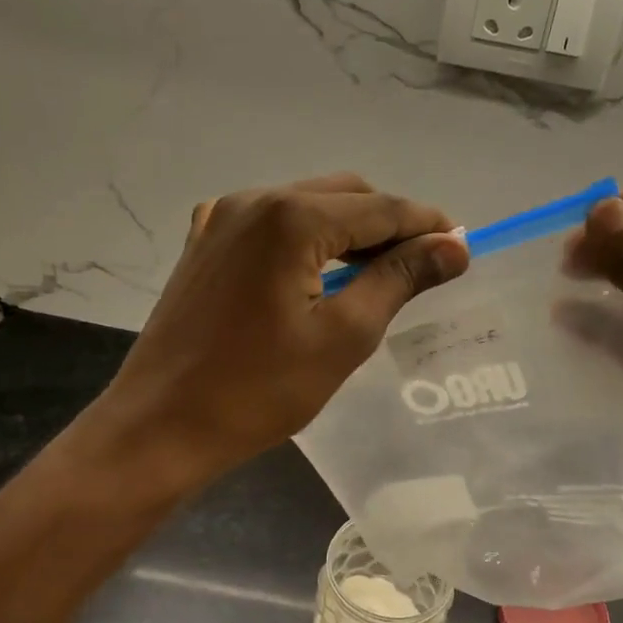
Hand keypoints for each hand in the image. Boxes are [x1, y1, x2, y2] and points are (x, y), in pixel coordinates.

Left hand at [96, 173, 468, 487]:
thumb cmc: (258, 391)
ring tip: (382, 273)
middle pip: (343, 195)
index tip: (462, 245)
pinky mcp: (203, 244)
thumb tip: (454, 246)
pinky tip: (321, 275)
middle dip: (389, 224)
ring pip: (306, 206)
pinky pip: (271, 226)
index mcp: (289, 217)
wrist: (160, 427)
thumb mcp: (344, 337)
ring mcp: (220, 219)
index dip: (426, 224)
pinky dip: (307, 240)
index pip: (380, 207)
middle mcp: (252, 200)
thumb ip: (400, 280)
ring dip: (349, 231)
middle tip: (424, 266)